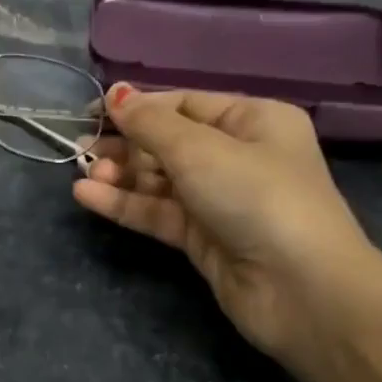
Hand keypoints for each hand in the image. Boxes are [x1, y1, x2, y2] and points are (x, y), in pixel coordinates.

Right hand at [74, 86, 381, 359]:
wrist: (300, 289)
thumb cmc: (256, 196)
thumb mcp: (199, 149)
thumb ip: (150, 123)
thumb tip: (116, 93)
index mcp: (252, 121)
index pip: (184, 104)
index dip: (138, 106)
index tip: (92, 112)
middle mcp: (237, 156)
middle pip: (168, 143)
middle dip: (125, 144)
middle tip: (81, 150)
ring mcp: (219, 199)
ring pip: (158, 180)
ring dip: (120, 176)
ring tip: (83, 175)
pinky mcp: (202, 237)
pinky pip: (157, 212)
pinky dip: (124, 204)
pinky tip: (87, 197)